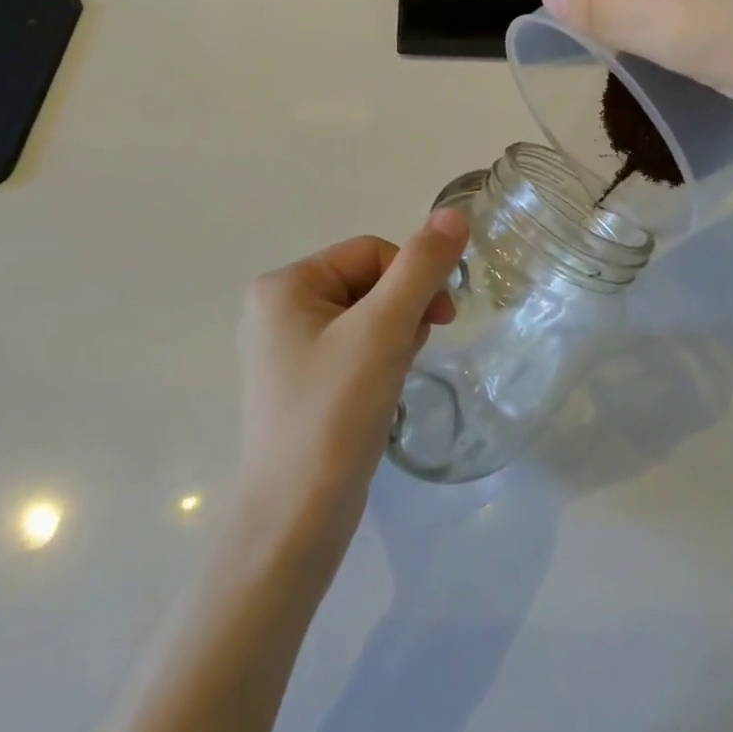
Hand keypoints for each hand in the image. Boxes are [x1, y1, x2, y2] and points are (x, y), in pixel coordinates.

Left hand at [234, 211, 470, 569]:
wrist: (296, 518)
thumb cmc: (334, 413)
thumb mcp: (383, 330)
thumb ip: (421, 267)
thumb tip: (455, 213)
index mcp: (284, 285)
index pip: (370, 252)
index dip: (412, 279)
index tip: (440, 321)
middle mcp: (277, 309)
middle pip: (367, 283)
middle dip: (401, 314)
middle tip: (407, 356)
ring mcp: (286, 349)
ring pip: (365, 317)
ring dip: (393, 339)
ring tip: (391, 380)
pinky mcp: (301, 383)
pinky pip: (353, 349)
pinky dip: (378, 363)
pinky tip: (381, 394)